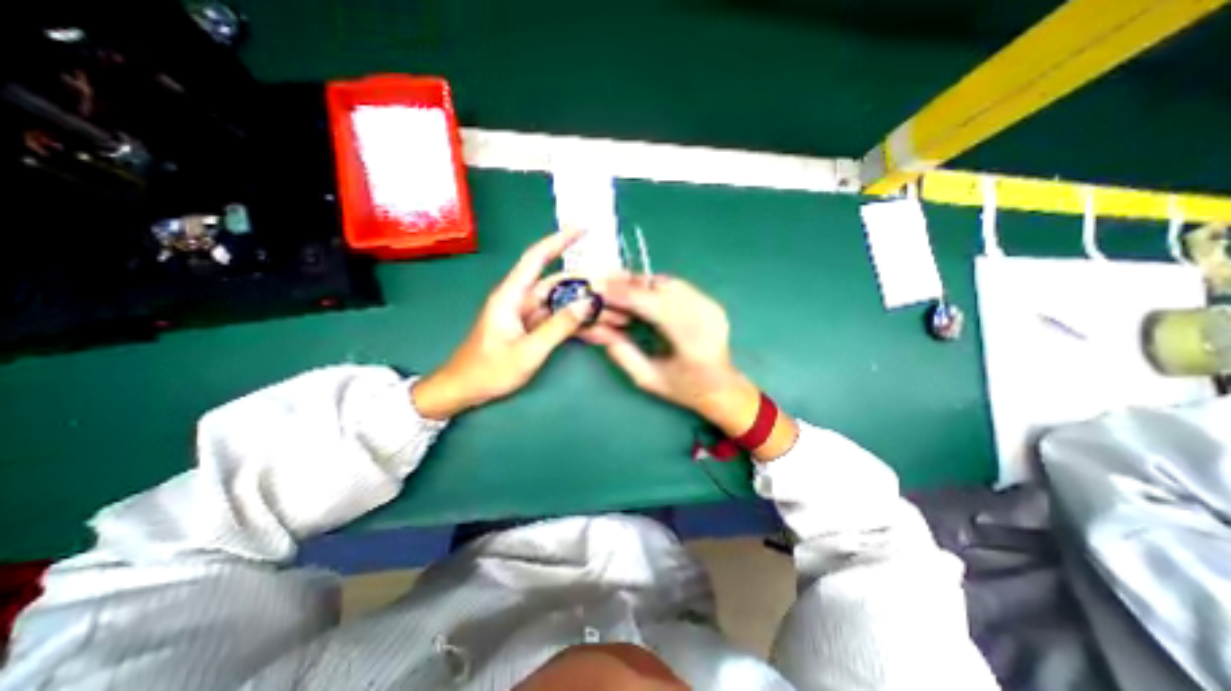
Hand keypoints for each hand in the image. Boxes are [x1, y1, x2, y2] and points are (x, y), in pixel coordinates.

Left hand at [414, 228, 625, 419]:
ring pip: (561, 302)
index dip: (559, 240)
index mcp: (511, 296)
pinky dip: (576, 322)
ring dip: (583, 306)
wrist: (465, 390)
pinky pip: (558, 319)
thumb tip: (587, 304)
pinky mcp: (531, 329)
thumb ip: (558, 327)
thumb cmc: (489, 370)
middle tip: (613, 286)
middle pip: (557, 283)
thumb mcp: (527, 351)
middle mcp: (520, 300)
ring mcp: (527, 315)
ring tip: (612, 311)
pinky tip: (596, 328)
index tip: (582, 229)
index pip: (536, 258)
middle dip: (585, 283)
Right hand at [586, 275, 798, 457]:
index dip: (623, 295)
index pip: (652, 305)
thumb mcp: (648, 378)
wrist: (722, 387)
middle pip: (661, 287)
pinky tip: (645, 296)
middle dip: (630, 285)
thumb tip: (596, 328)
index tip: (599, 291)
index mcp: (691, 341)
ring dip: (643, 284)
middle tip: (606, 286)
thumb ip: (622, 353)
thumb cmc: (684, 388)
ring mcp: (711, 307)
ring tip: (622, 291)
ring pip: (670, 282)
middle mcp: (704, 318)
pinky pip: (678, 287)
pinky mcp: (712, 303)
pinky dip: (656, 288)